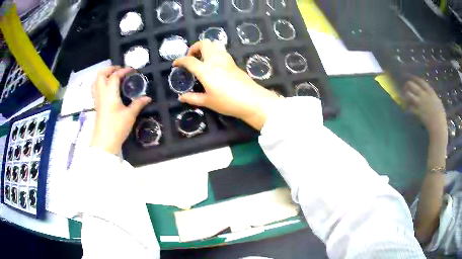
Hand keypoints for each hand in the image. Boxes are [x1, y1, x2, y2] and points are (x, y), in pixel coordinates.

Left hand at [91, 66, 150, 153]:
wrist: (104, 143)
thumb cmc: (117, 127)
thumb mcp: (130, 115)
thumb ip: (138, 104)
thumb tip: (147, 98)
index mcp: (110, 93)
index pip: (114, 76)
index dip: (123, 71)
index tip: (132, 70)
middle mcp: (101, 93)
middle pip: (101, 75)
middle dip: (110, 69)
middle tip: (119, 71)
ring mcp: (97, 100)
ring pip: (96, 81)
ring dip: (104, 75)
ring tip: (113, 77)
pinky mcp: (96, 106)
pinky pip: (95, 89)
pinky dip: (101, 83)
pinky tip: (108, 89)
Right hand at [173, 40, 279, 129]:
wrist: (252, 100)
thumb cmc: (228, 102)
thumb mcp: (208, 102)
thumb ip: (193, 98)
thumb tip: (181, 98)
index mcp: (206, 70)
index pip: (189, 60)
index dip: (180, 60)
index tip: (175, 64)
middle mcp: (215, 60)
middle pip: (204, 44)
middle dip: (194, 47)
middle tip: (191, 57)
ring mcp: (226, 60)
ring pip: (215, 44)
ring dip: (206, 47)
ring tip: (202, 58)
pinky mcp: (234, 62)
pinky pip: (222, 50)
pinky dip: (215, 51)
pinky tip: (214, 62)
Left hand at [403, 76, 446, 137]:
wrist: (438, 125)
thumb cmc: (441, 115)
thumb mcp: (438, 102)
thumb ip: (432, 97)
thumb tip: (430, 95)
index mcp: (430, 92)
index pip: (421, 82)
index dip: (415, 78)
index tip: (411, 77)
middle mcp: (424, 95)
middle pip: (412, 85)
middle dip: (407, 85)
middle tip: (405, 87)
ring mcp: (420, 103)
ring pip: (409, 94)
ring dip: (405, 95)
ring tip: (404, 97)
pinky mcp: (417, 112)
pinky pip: (410, 108)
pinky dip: (407, 108)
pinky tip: (407, 108)